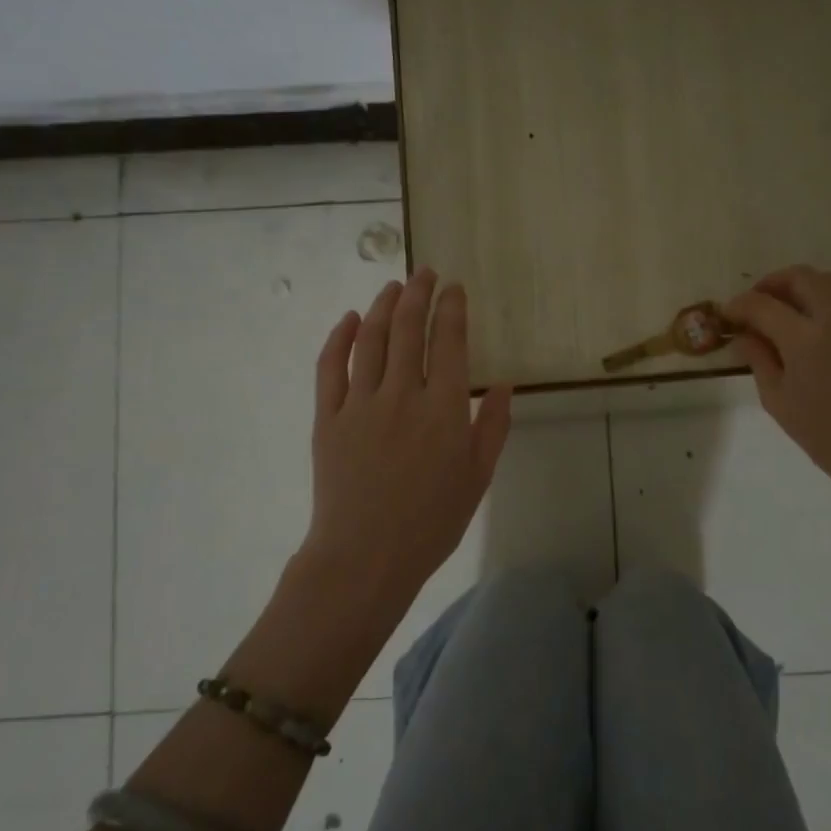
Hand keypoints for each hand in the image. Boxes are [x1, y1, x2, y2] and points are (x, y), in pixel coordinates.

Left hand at [292, 270, 511, 638]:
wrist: (365, 557)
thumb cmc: (431, 522)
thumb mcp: (477, 478)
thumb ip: (492, 428)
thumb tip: (503, 385)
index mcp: (443, 410)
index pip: (450, 342)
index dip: (452, 309)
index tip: (454, 288)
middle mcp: (402, 395)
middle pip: (409, 330)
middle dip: (419, 294)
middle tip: (425, 272)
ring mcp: (360, 403)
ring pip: (371, 340)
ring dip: (383, 306)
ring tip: (393, 286)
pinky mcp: (327, 417)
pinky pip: (330, 367)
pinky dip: (340, 337)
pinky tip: (350, 319)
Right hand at [725, 266, 830, 514]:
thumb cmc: (822, 433)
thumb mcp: (777, 399)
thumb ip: (758, 358)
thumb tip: (743, 335)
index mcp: (805, 340)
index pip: (763, 305)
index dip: (739, 305)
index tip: (725, 315)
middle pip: (801, 277)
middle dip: (771, 284)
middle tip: (752, 305)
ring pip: (825, 283)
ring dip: (796, 288)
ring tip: (776, 313)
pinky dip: (815, 302)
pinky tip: (800, 329)